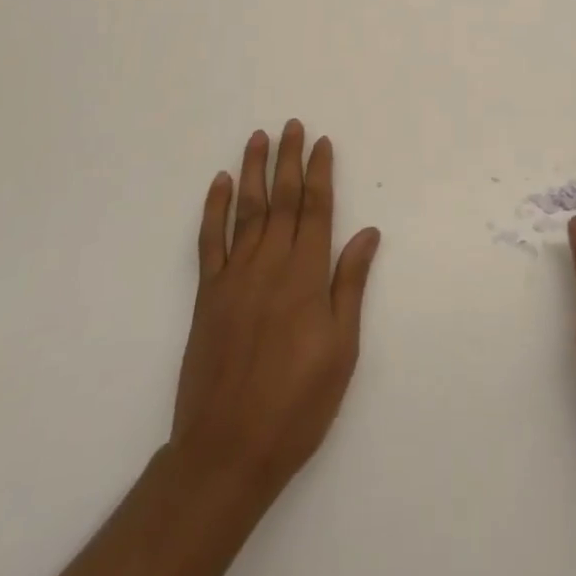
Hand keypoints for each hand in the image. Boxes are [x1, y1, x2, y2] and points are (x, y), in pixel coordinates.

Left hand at [172, 119, 381, 497]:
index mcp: (306, 274)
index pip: (316, 208)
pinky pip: (210, 241)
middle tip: (292, 125)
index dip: (320, 172)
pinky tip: (220, 183)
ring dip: (253, 170)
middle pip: (282, 199)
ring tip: (258, 137)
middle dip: (288, 159)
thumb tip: (367, 232)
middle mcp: (270, 263)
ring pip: (246, 209)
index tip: (322, 142)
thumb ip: (350, 284)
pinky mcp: (207, 295)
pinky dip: (214, 208)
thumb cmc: (297, 403)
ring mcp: (234, 276)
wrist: (227, 450)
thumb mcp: (341, 348)